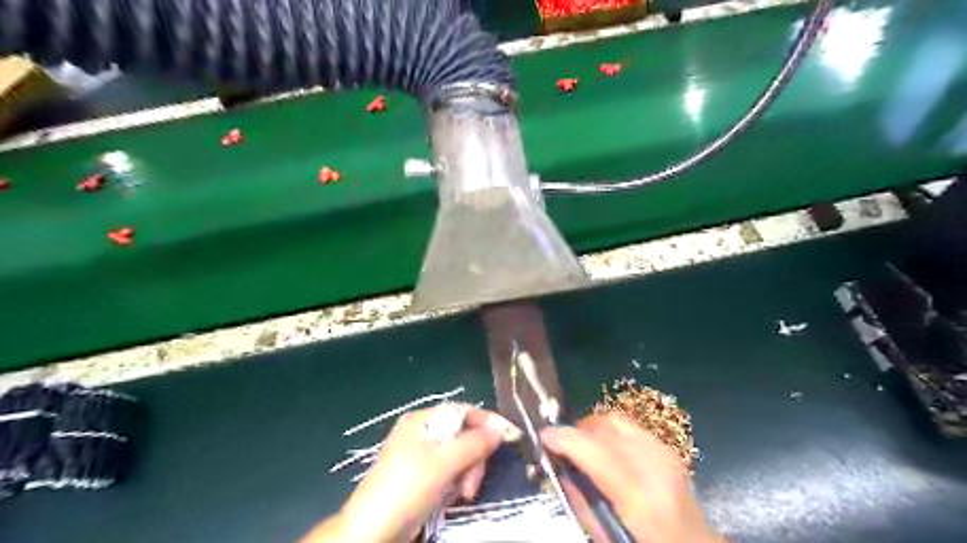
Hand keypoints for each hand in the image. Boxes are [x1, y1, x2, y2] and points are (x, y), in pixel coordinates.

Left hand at [304, 402, 524, 541]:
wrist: (372, 529)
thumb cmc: (408, 487)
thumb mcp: (445, 463)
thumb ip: (474, 443)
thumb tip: (500, 430)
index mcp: (422, 420)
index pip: (462, 411)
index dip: (486, 422)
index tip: (508, 436)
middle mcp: (421, 432)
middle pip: (462, 434)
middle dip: (474, 456)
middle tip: (474, 482)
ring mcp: (419, 454)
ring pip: (458, 454)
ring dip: (468, 472)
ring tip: (465, 494)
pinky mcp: (419, 475)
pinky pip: (448, 469)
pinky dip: (456, 480)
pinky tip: (455, 495)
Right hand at [540, 413, 720, 541]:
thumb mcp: (605, 535)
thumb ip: (581, 501)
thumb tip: (561, 468)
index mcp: (639, 497)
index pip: (596, 451)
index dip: (566, 438)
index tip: (545, 435)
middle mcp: (655, 466)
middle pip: (606, 426)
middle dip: (578, 429)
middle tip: (563, 443)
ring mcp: (665, 453)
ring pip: (617, 420)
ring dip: (593, 428)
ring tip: (582, 445)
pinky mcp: (668, 449)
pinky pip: (630, 427)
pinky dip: (611, 432)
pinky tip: (606, 448)